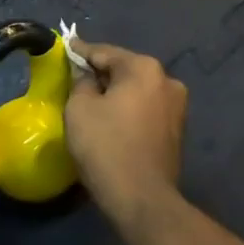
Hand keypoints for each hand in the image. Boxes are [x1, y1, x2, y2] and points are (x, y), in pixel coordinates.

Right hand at [64, 40, 187, 221]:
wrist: (141, 198)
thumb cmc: (106, 146)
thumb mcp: (79, 108)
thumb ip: (81, 81)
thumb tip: (87, 75)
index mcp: (144, 68)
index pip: (104, 52)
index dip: (81, 51)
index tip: (66, 46)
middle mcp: (167, 79)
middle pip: (124, 69)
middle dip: (101, 73)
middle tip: (75, 79)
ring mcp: (177, 105)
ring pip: (137, 90)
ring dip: (117, 93)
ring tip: (93, 102)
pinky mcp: (177, 129)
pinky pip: (146, 109)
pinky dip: (129, 109)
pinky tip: (113, 120)